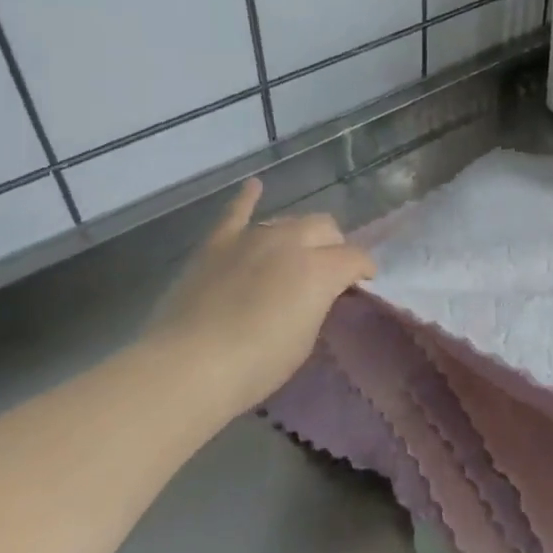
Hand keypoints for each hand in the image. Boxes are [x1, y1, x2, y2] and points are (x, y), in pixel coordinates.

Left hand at [142, 179, 374, 416]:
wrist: (188, 366)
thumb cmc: (257, 364)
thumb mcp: (306, 338)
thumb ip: (318, 303)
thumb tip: (319, 291)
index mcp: (320, 268)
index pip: (356, 257)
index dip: (364, 270)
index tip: (363, 284)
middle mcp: (291, 241)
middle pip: (325, 228)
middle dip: (334, 246)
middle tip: (329, 272)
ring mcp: (252, 237)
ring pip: (288, 221)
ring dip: (299, 234)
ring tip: (297, 253)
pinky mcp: (218, 243)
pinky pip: (236, 211)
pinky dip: (247, 198)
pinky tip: (254, 186)